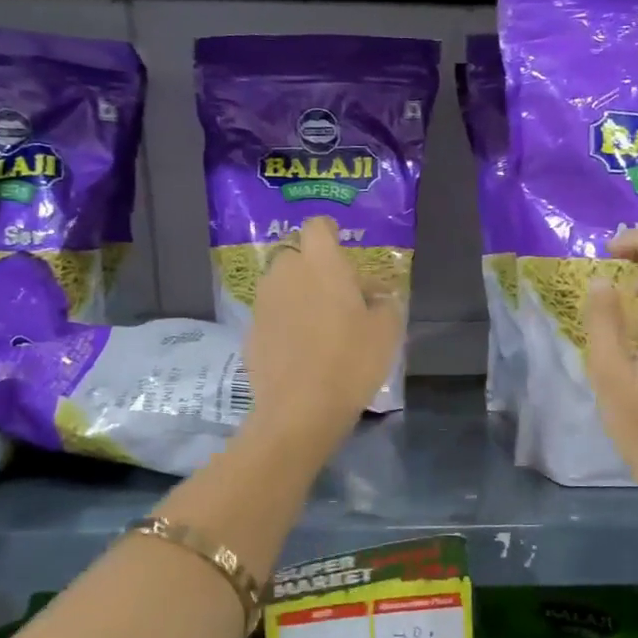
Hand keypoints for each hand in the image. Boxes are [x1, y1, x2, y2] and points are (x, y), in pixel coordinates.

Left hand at [241, 215, 404, 455]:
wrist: (299, 410)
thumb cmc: (351, 362)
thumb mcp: (387, 331)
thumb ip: (385, 303)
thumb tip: (377, 295)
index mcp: (320, 263)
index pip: (318, 226)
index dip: (330, 235)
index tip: (344, 256)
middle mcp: (285, 273)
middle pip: (298, 257)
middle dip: (316, 270)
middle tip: (340, 297)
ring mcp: (263, 303)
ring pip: (283, 287)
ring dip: (299, 297)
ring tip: (322, 327)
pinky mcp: (250, 333)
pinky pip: (273, 317)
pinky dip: (286, 325)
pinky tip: (302, 352)